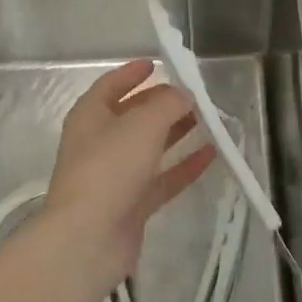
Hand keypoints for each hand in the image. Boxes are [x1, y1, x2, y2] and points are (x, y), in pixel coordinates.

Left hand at [43, 60, 215, 294]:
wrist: (88, 238)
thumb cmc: (109, 168)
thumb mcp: (142, 124)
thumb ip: (168, 104)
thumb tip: (183, 94)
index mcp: (90, 116)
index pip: (110, 85)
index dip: (132, 73)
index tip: (157, 64)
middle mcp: (99, 142)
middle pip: (133, 116)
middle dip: (162, 103)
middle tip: (194, 95)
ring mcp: (115, 176)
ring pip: (150, 147)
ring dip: (176, 133)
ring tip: (208, 120)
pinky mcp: (131, 205)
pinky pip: (162, 179)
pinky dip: (184, 166)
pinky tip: (212, 155)